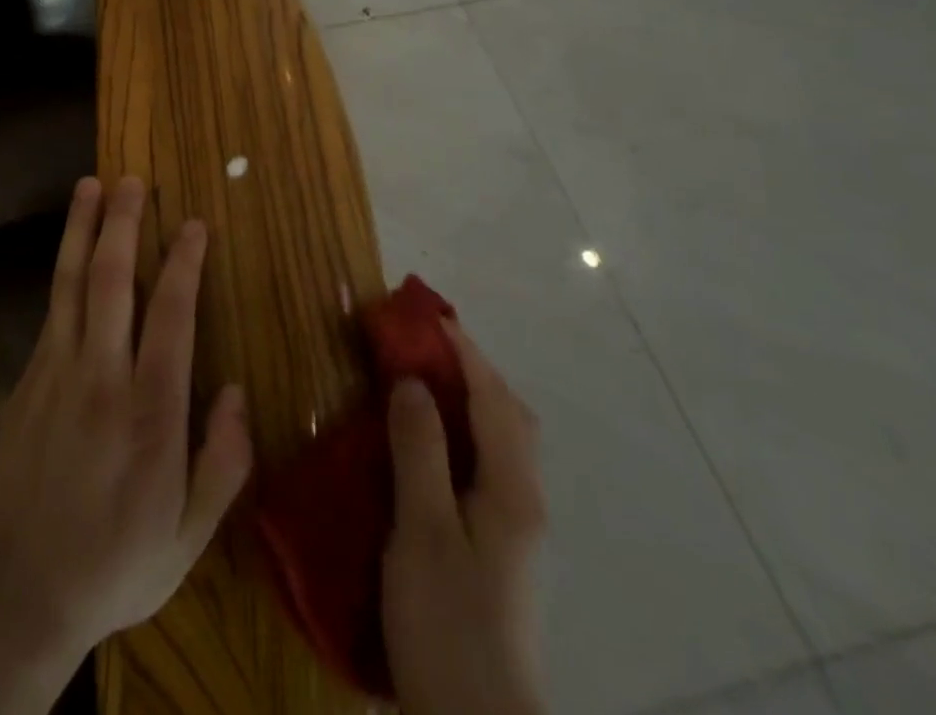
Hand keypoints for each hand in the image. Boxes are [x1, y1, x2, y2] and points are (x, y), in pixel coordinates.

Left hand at [0, 176, 253, 661]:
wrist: (21, 594)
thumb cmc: (118, 562)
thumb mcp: (190, 536)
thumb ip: (222, 462)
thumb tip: (236, 391)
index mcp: (150, 412)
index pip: (172, 316)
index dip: (184, 263)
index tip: (192, 223)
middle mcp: (101, 378)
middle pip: (113, 282)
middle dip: (124, 224)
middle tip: (132, 180)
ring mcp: (56, 375)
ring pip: (71, 285)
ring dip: (82, 230)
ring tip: (89, 186)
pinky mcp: (26, 383)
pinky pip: (51, 314)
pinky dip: (64, 274)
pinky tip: (72, 253)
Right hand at [382, 322, 546, 714]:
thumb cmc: (448, 622)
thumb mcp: (423, 531)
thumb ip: (420, 451)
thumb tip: (412, 380)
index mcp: (511, 488)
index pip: (492, 397)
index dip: (461, 350)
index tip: (426, 313)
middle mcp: (524, 498)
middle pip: (508, 413)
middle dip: (471, 368)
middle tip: (424, 343)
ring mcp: (516, 526)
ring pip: (500, 439)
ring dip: (469, 397)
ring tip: (423, 379)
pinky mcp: (500, 547)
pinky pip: (487, 463)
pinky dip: (465, 431)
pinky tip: (432, 443)